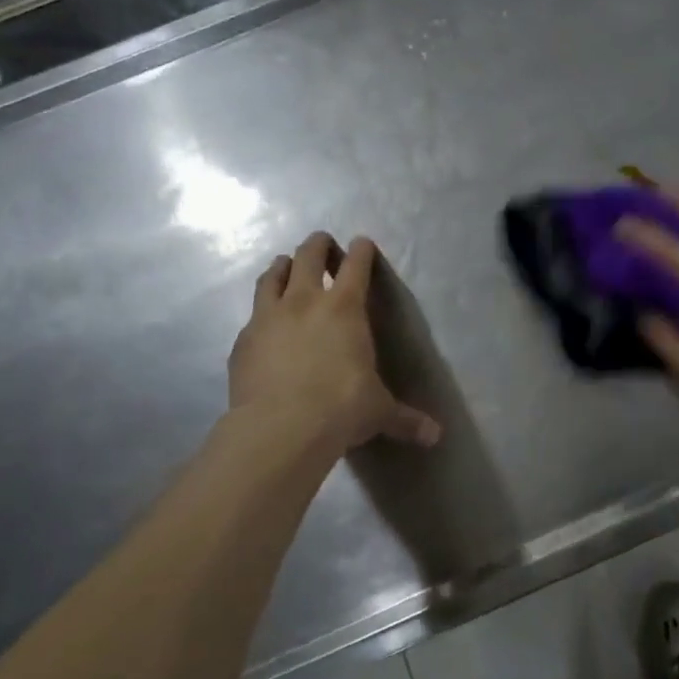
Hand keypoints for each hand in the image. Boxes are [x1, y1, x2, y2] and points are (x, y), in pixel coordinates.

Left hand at [227, 233, 441, 453]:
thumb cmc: (342, 408)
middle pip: (308, 256)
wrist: (281, 428)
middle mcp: (305, 302)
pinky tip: (264, 324)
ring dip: (282, 267)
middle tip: (322, 242)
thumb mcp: (379, 412)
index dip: (361, 251)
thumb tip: (436, 436)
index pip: (356, 266)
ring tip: (285, 266)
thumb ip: (406, 419)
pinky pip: (252, 315)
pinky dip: (261, 312)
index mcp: (345, 308)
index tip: (362, 242)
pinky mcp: (243, 340)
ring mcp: (268, 318)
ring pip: (272, 277)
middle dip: (317, 245)